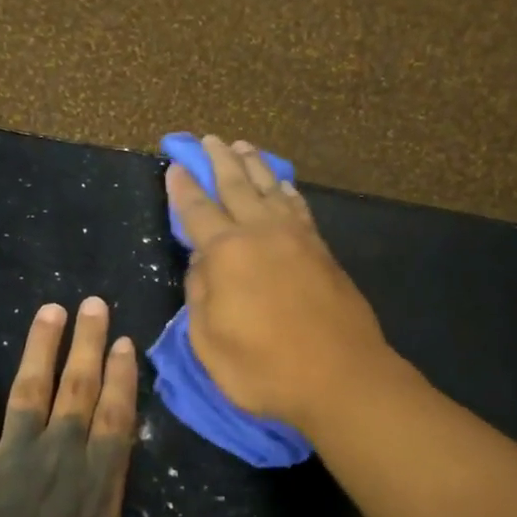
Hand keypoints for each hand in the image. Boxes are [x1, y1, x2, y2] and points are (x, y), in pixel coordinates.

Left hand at [0, 297, 232, 516]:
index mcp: (97, 495)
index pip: (115, 421)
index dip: (121, 379)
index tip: (124, 341)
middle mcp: (57, 465)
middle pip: (77, 391)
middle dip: (87, 344)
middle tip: (92, 302)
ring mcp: (7, 464)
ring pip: (29, 392)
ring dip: (39, 349)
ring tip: (49, 310)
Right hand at [167, 135, 393, 430]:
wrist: (341, 376)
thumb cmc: (265, 368)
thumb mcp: (209, 342)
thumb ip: (199, 296)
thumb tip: (201, 264)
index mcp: (227, 253)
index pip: (196, 211)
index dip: (182, 188)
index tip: (175, 167)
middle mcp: (261, 233)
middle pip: (236, 186)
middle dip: (218, 161)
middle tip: (208, 140)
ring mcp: (297, 238)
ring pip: (271, 188)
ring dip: (253, 166)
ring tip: (242, 148)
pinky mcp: (322, 251)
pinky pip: (298, 207)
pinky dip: (286, 190)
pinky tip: (283, 185)